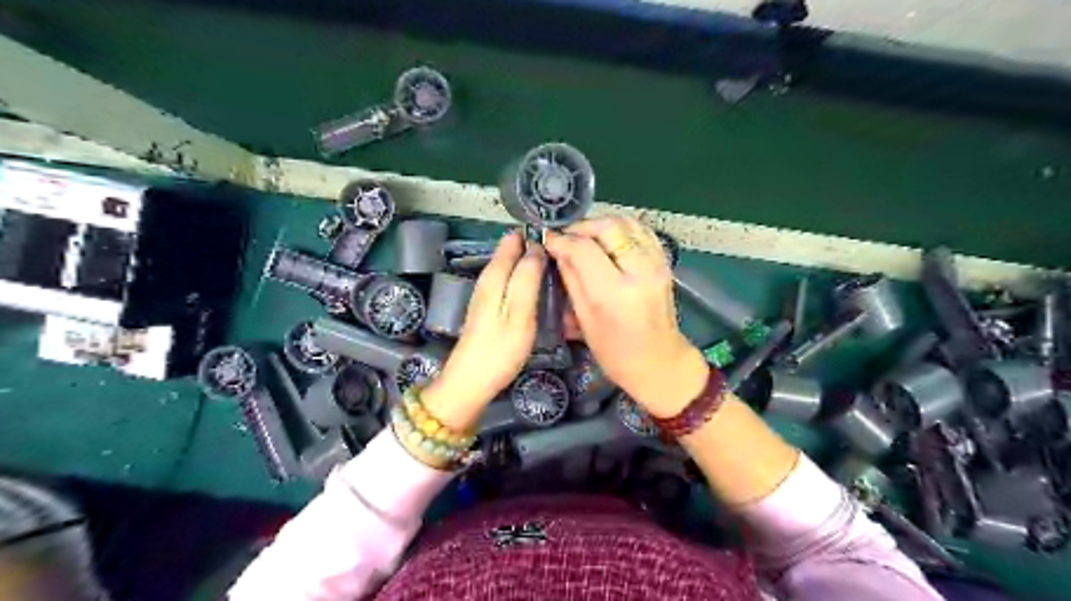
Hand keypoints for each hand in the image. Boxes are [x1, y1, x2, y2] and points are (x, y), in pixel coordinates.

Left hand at [424, 230, 545, 430]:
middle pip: (512, 251)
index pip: (514, 239)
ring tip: (559, 265)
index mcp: (495, 274)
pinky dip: (525, 278)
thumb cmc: (500, 348)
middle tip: (565, 254)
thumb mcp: (520, 312)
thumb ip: (528, 277)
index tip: (561, 237)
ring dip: (531, 263)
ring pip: (512, 266)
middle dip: (535, 247)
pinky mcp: (490, 307)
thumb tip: (537, 246)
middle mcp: (488, 278)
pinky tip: (540, 286)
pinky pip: (510, 281)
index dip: (535, 234)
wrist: (471, 381)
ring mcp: (487, 293)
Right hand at [545, 215, 707, 416]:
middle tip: (566, 237)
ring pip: (627, 223)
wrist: (659, 362)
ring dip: (601, 224)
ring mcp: (657, 264)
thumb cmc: (615, 352)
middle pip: (608, 227)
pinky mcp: (665, 263)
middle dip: (581, 227)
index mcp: (615, 293)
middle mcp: (639, 271)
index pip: (584, 249)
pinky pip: (642, 231)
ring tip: (585, 237)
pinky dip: (622, 229)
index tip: (548, 239)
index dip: (562, 240)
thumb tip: (558, 251)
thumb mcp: (584, 320)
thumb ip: (571, 280)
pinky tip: (609, 240)